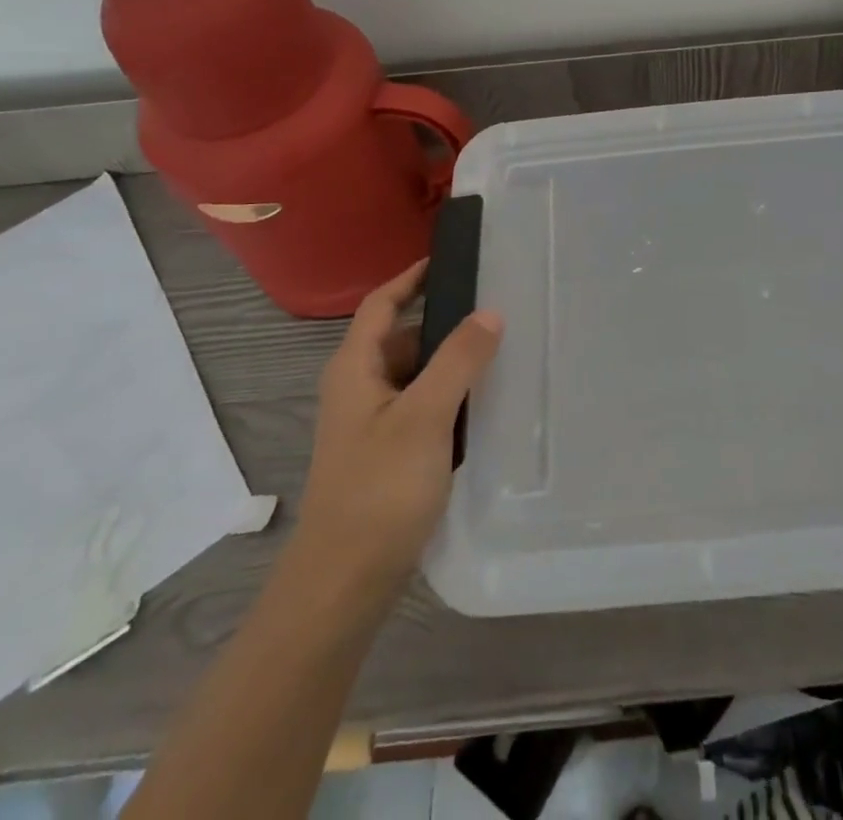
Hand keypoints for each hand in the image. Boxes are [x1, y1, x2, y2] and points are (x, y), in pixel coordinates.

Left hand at [289, 260, 502, 597]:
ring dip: (449, 363)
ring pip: (414, 375)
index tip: (451, 258)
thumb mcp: (424, 416)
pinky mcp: (386, 453)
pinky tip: (482, 406)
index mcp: (355, 368)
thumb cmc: (379, 489)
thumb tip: (489, 311)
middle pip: (402, 337)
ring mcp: (370, 424)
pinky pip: (420, 406)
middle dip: (443, 322)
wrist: (343, 584)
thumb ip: (458, 360)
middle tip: (495, 310)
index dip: (412, 277)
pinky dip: (447, 397)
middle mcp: (358, 388)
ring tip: (499, 353)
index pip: (382, 303)